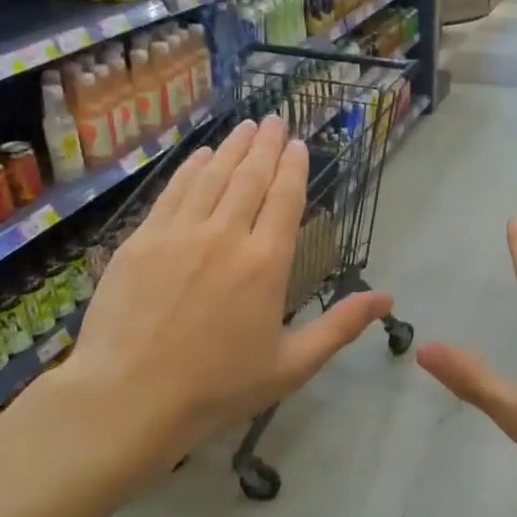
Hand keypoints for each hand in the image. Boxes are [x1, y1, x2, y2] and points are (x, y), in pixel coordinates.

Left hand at [39, 115, 392, 496]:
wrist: (129, 396)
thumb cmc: (218, 387)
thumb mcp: (291, 365)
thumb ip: (339, 326)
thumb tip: (388, 298)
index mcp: (266, 264)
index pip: (285, 199)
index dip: (294, 167)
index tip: (299, 144)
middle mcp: (226, 235)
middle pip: (250, 177)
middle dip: (266, 145)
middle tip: (275, 119)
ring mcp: (179, 233)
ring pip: (212, 176)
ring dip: (232, 147)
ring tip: (246, 126)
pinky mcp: (141, 240)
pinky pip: (174, 191)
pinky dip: (192, 168)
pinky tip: (201, 155)